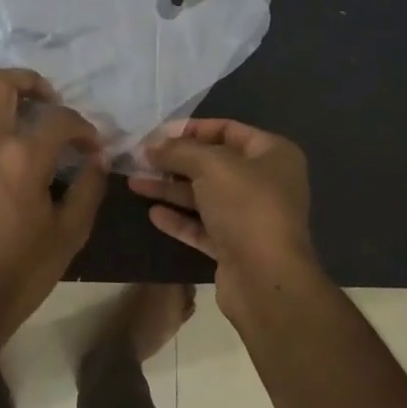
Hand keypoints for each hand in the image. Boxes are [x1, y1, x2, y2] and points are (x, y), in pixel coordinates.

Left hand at [0, 68, 107, 338]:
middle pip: (1, 84)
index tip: (90, 144)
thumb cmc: (23, 270)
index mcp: (24, 158)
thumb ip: (89, 189)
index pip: (59, 120)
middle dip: (29, 82)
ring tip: (8, 112)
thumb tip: (97, 159)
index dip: (82, 126)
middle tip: (45, 99)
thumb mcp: (70, 233)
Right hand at [129, 119, 323, 323]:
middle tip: (139, 159)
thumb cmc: (246, 206)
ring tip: (134, 183)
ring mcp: (250, 217)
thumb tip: (151, 146)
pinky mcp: (235, 247)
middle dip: (175, 161)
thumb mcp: (210, 165)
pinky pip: (202, 226)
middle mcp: (265, 183)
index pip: (228, 129)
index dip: (192, 129)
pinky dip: (179, 219)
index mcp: (272, 154)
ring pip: (204, 196)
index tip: (157, 134)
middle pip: (213, 164)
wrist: (266, 279)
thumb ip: (178, 150)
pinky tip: (153, 213)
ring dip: (170, 189)